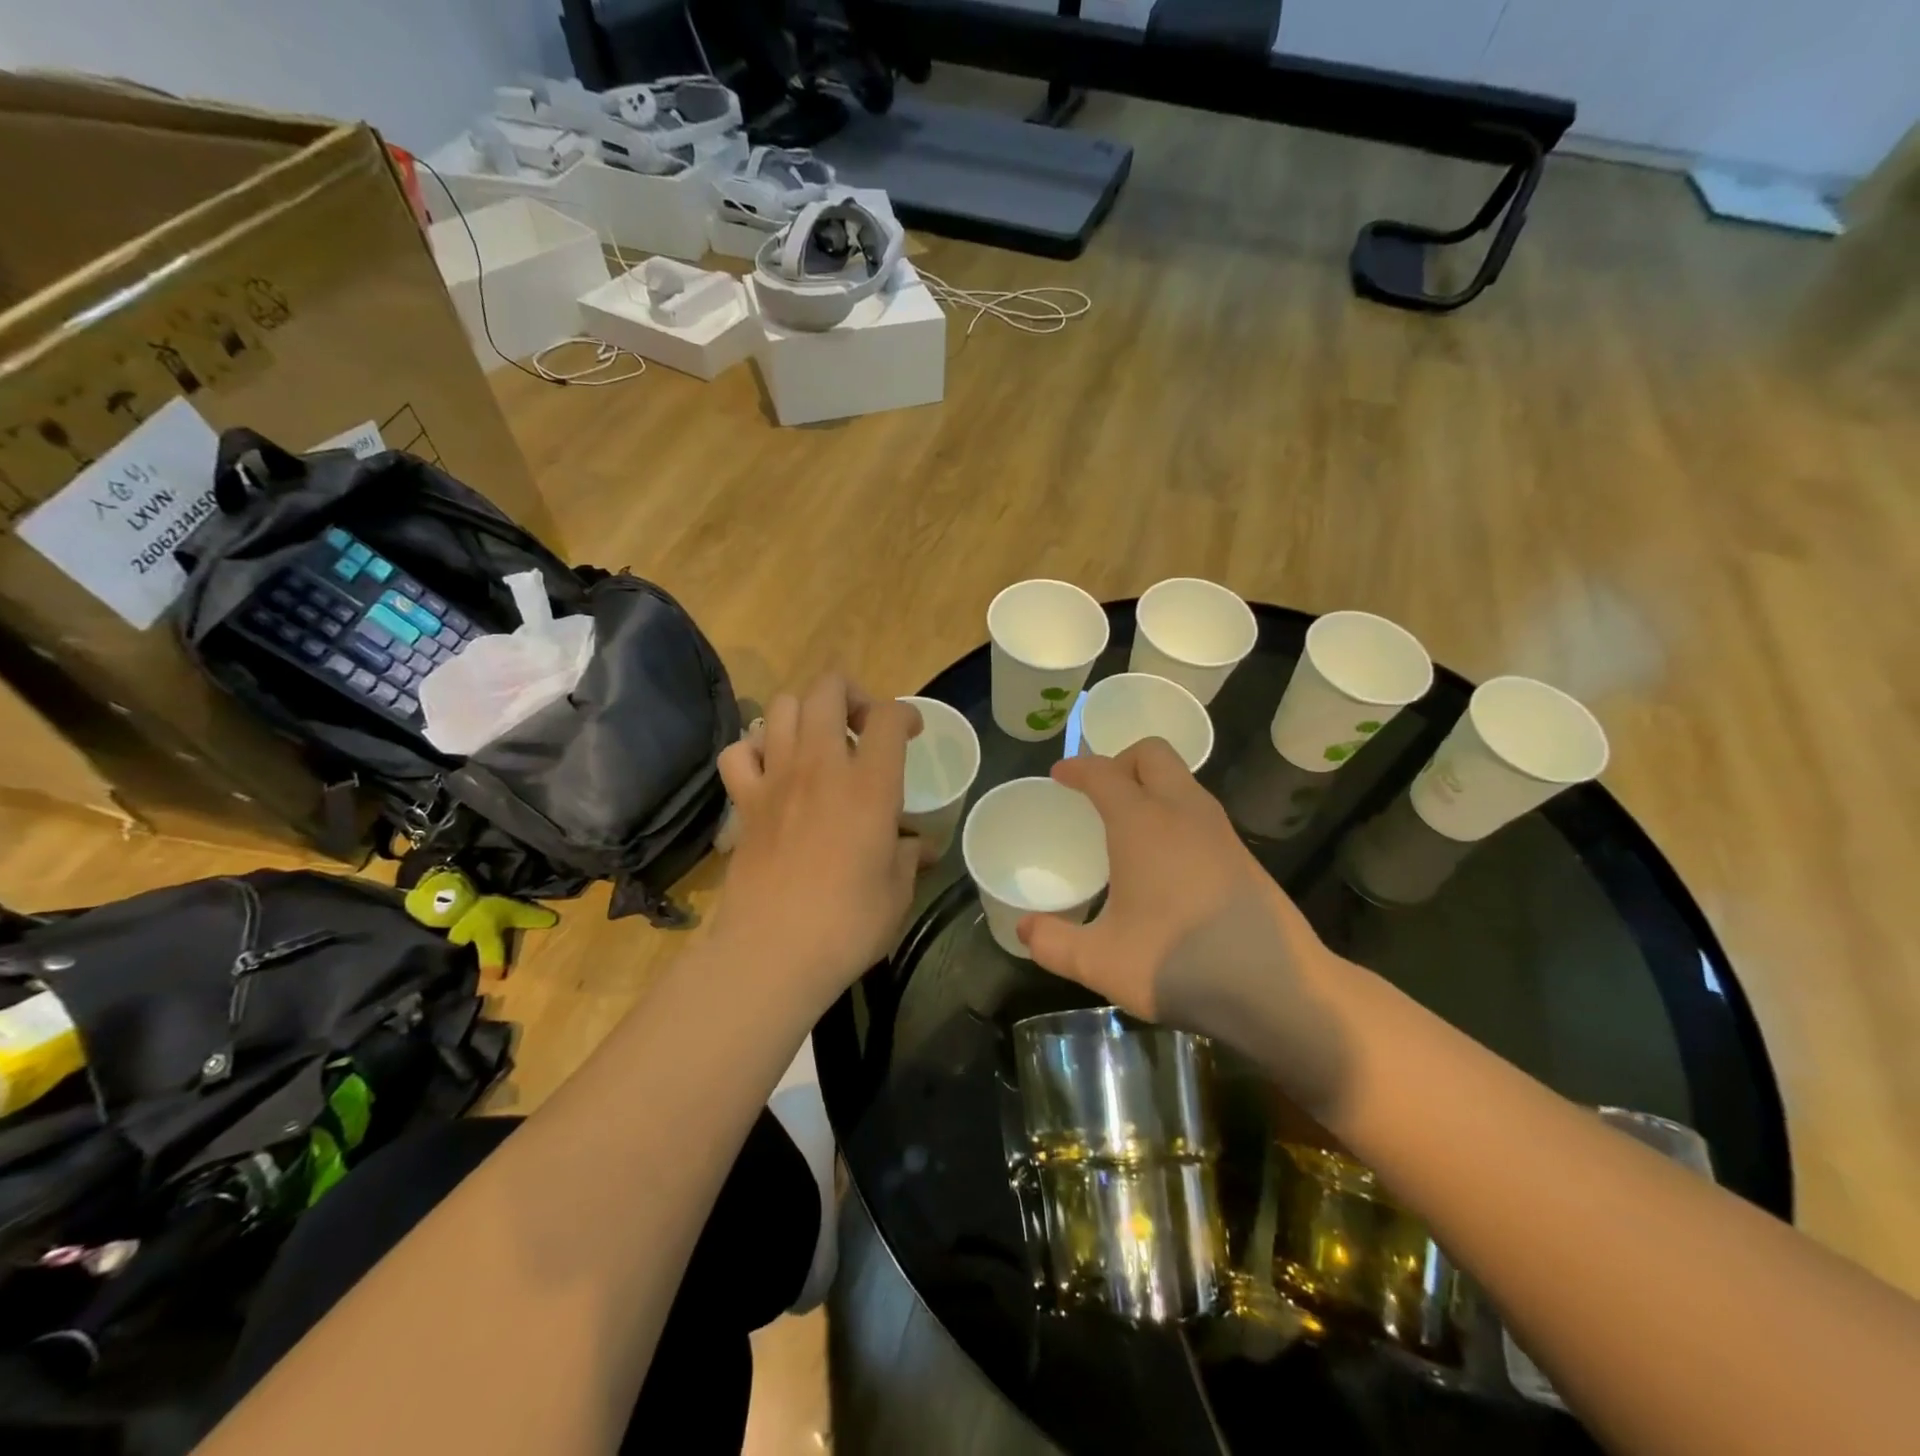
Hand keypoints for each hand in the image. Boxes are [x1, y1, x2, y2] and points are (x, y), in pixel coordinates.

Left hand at [715, 674, 921, 1008]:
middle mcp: (820, 767)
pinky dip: (757, 749)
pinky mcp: (744, 802)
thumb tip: (921, 848)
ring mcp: (776, 779)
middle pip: (828, 690)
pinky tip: (772, 770)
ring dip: (805, 714)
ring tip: (818, 743)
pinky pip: (740, 751)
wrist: (772, 951)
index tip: (911, 733)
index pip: (887, 716)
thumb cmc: (848, 924)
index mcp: (869, 785)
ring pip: (782, 707)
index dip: (904, 714)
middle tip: (861, 725)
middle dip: (850, 693)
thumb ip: (910, 858)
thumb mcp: (897, 892)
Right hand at [1017, 739, 1355, 1114]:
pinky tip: (1165, 861)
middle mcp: (1183, 812)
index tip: (1060, 776)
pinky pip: (1199, 810)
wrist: (1278, 989)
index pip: (1104, 772)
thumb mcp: (1100, 962)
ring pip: (1182, 780)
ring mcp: (1220, 831)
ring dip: (1151, 786)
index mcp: (1143, 823)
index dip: (1077, 768)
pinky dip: (1174, 813)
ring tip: (1128, 826)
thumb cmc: (1179, 965)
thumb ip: (1054, 943)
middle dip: (1120, 761)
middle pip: (1152, 754)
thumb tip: (1025, 930)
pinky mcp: (1243, 854)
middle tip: (1099, 795)